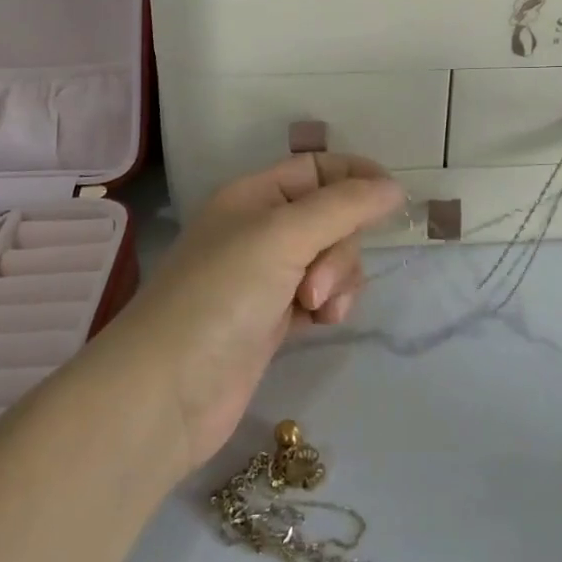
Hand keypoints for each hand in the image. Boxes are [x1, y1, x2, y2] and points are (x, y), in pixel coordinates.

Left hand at [115, 154, 402, 471]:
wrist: (168, 392)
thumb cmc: (221, 295)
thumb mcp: (283, 236)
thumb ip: (344, 206)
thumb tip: (394, 186)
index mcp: (255, 195)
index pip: (318, 168)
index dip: (357, 177)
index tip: (393, 199)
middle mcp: (262, 229)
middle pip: (333, 216)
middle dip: (340, 247)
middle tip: (317, 281)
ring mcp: (268, 275)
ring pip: (332, 259)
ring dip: (339, 280)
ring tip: (317, 307)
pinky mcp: (274, 317)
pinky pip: (322, 294)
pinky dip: (330, 305)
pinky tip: (320, 323)